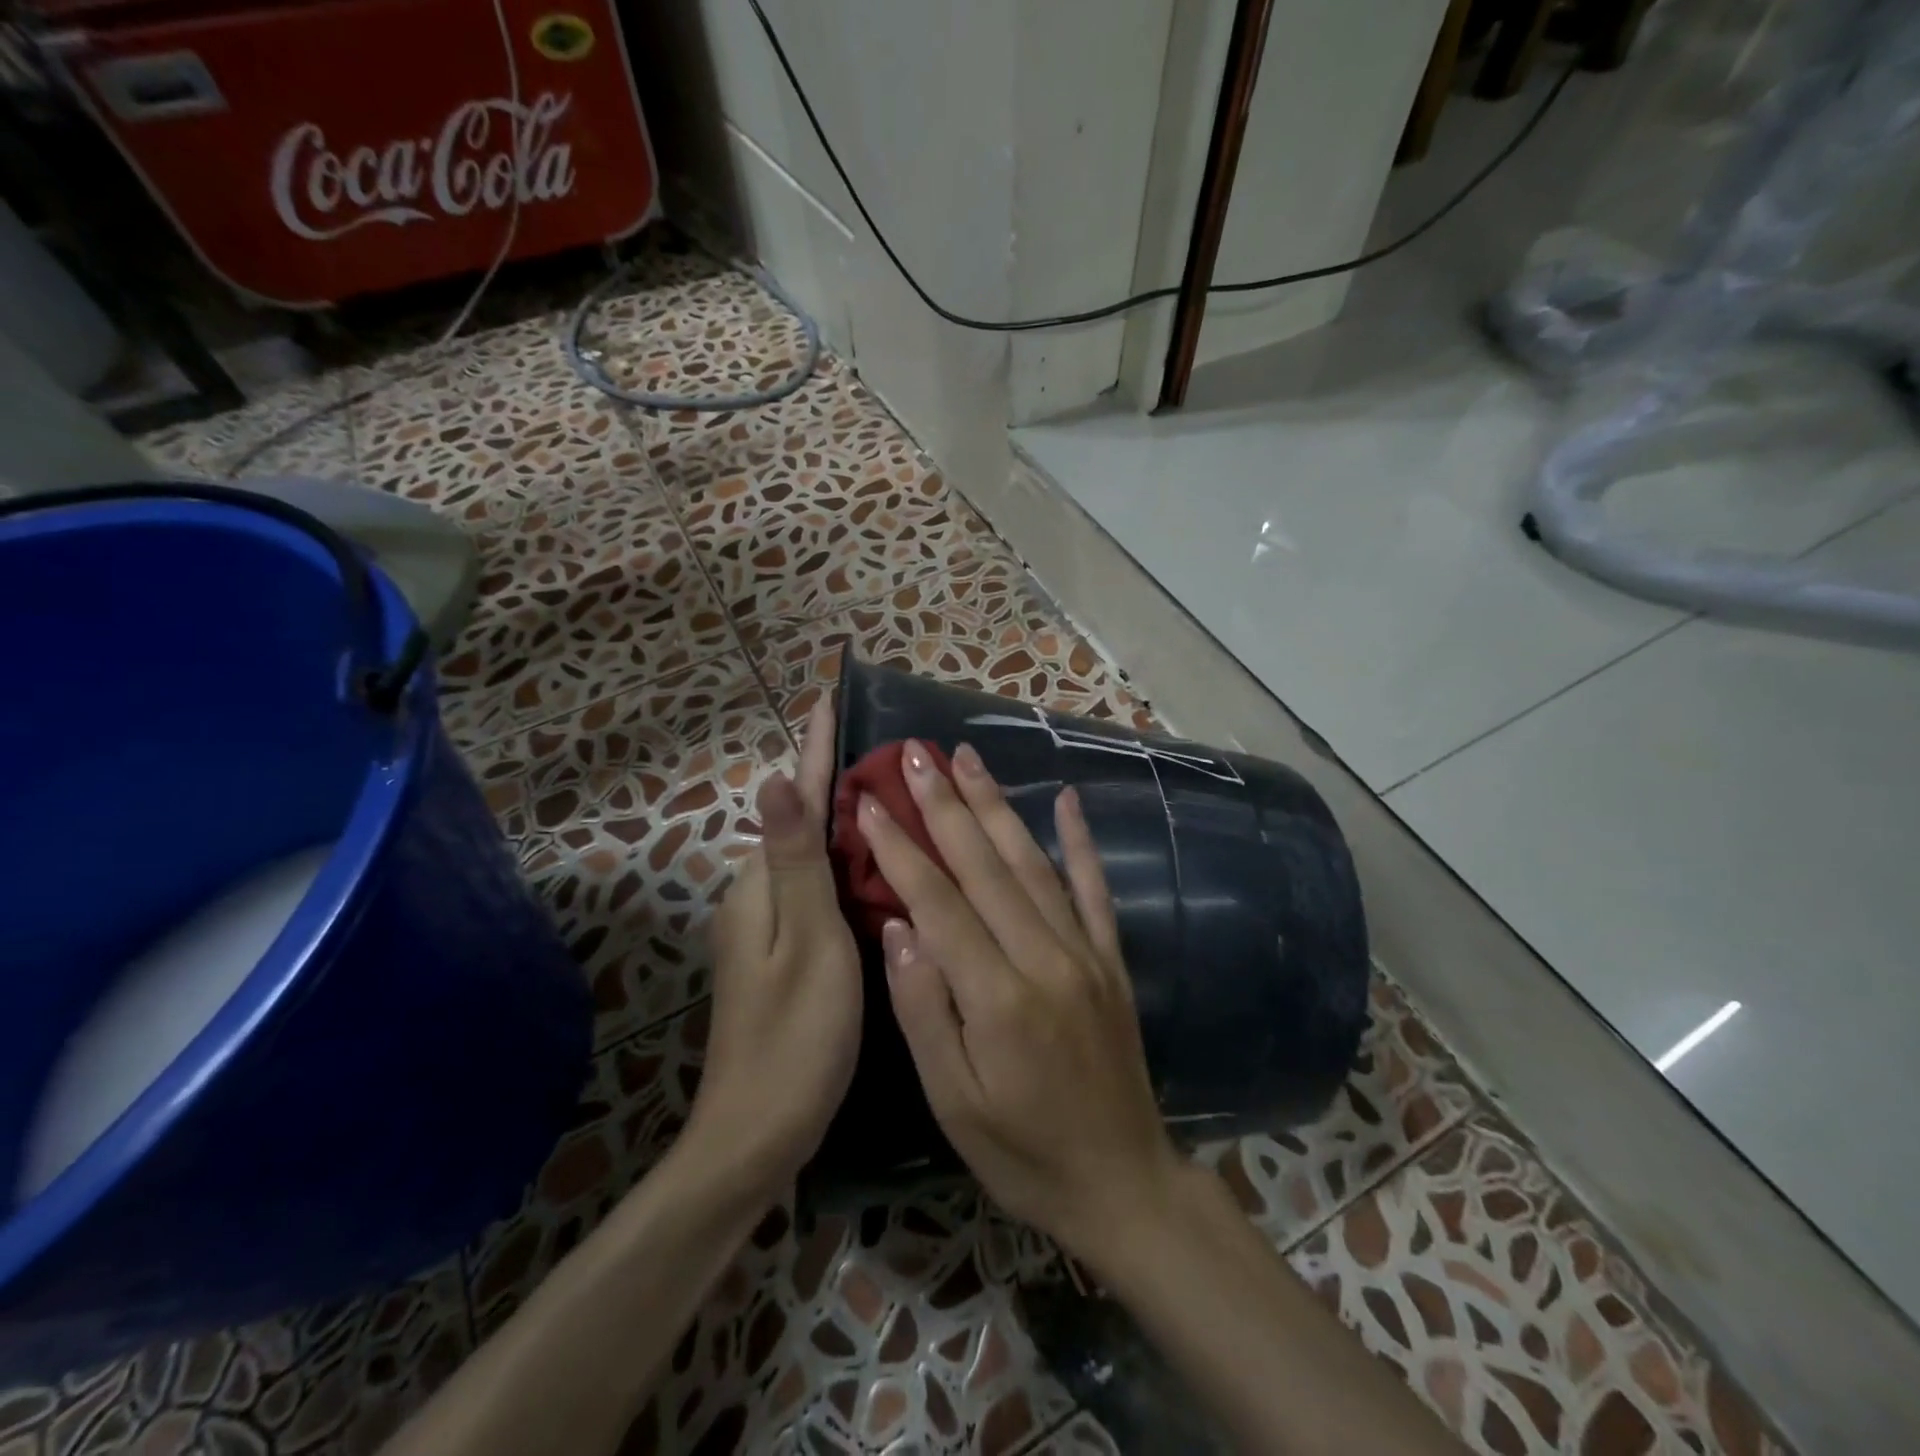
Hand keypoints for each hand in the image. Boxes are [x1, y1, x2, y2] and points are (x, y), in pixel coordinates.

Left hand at [687, 697, 860, 1200]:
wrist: (757, 1136)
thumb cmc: (795, 1038)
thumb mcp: (807, 944)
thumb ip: (796, 863)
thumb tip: (776, 778)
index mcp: (763, 888)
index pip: (795, 800)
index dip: (814, 749)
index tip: (827, 696)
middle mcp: (758, 897)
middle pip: (802, 822)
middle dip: (834, 777)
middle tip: (885, 746)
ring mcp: (768, 928)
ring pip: (811, 857)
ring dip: (843, 819)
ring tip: (890, 789)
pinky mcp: (785, 954)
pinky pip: (817, 889)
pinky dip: (844, 864)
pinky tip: (876, 862)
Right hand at [858, 739, 1186, 1269]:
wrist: (1123, 1184)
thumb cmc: (1022, 1152)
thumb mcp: (953, 1103)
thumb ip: (923, 1010)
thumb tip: (898, 927)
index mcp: (996, 996)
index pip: (937, 901)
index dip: (899, 846)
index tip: (868, 800)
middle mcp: (1043, 958)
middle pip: (984, 865)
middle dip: (944, 803)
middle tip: (914, 753)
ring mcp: (1084, 952)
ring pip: (1032, 862)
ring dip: (996, 805)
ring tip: (967, 758)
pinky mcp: (1111, 959)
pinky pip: (1094, 888)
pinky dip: (1080, 840)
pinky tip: (1068, 799)